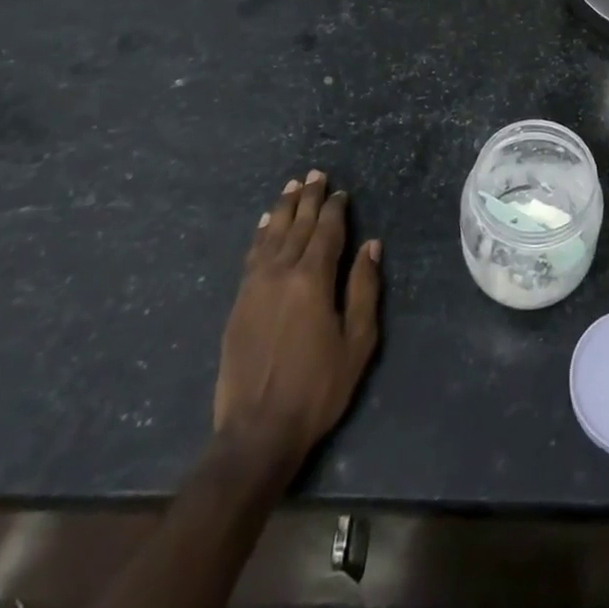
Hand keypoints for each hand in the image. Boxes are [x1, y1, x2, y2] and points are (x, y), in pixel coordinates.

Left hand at [213, 170, 381, 477]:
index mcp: (312, 280)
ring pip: (270, 235)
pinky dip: (259, 235)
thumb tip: (370, 244)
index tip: (340, 191)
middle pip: (296, 226)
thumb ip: (364, 288)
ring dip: (282, 209)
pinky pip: (251, 256)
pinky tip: (263, 224)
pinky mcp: (238, 304)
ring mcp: (254, 287)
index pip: (326, 232)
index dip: (334, 209)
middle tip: (314, 174)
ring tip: (291, 187)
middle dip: (308, 199)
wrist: (257, 432)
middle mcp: (280, 273)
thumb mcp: (357, 341)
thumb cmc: (318, 387)